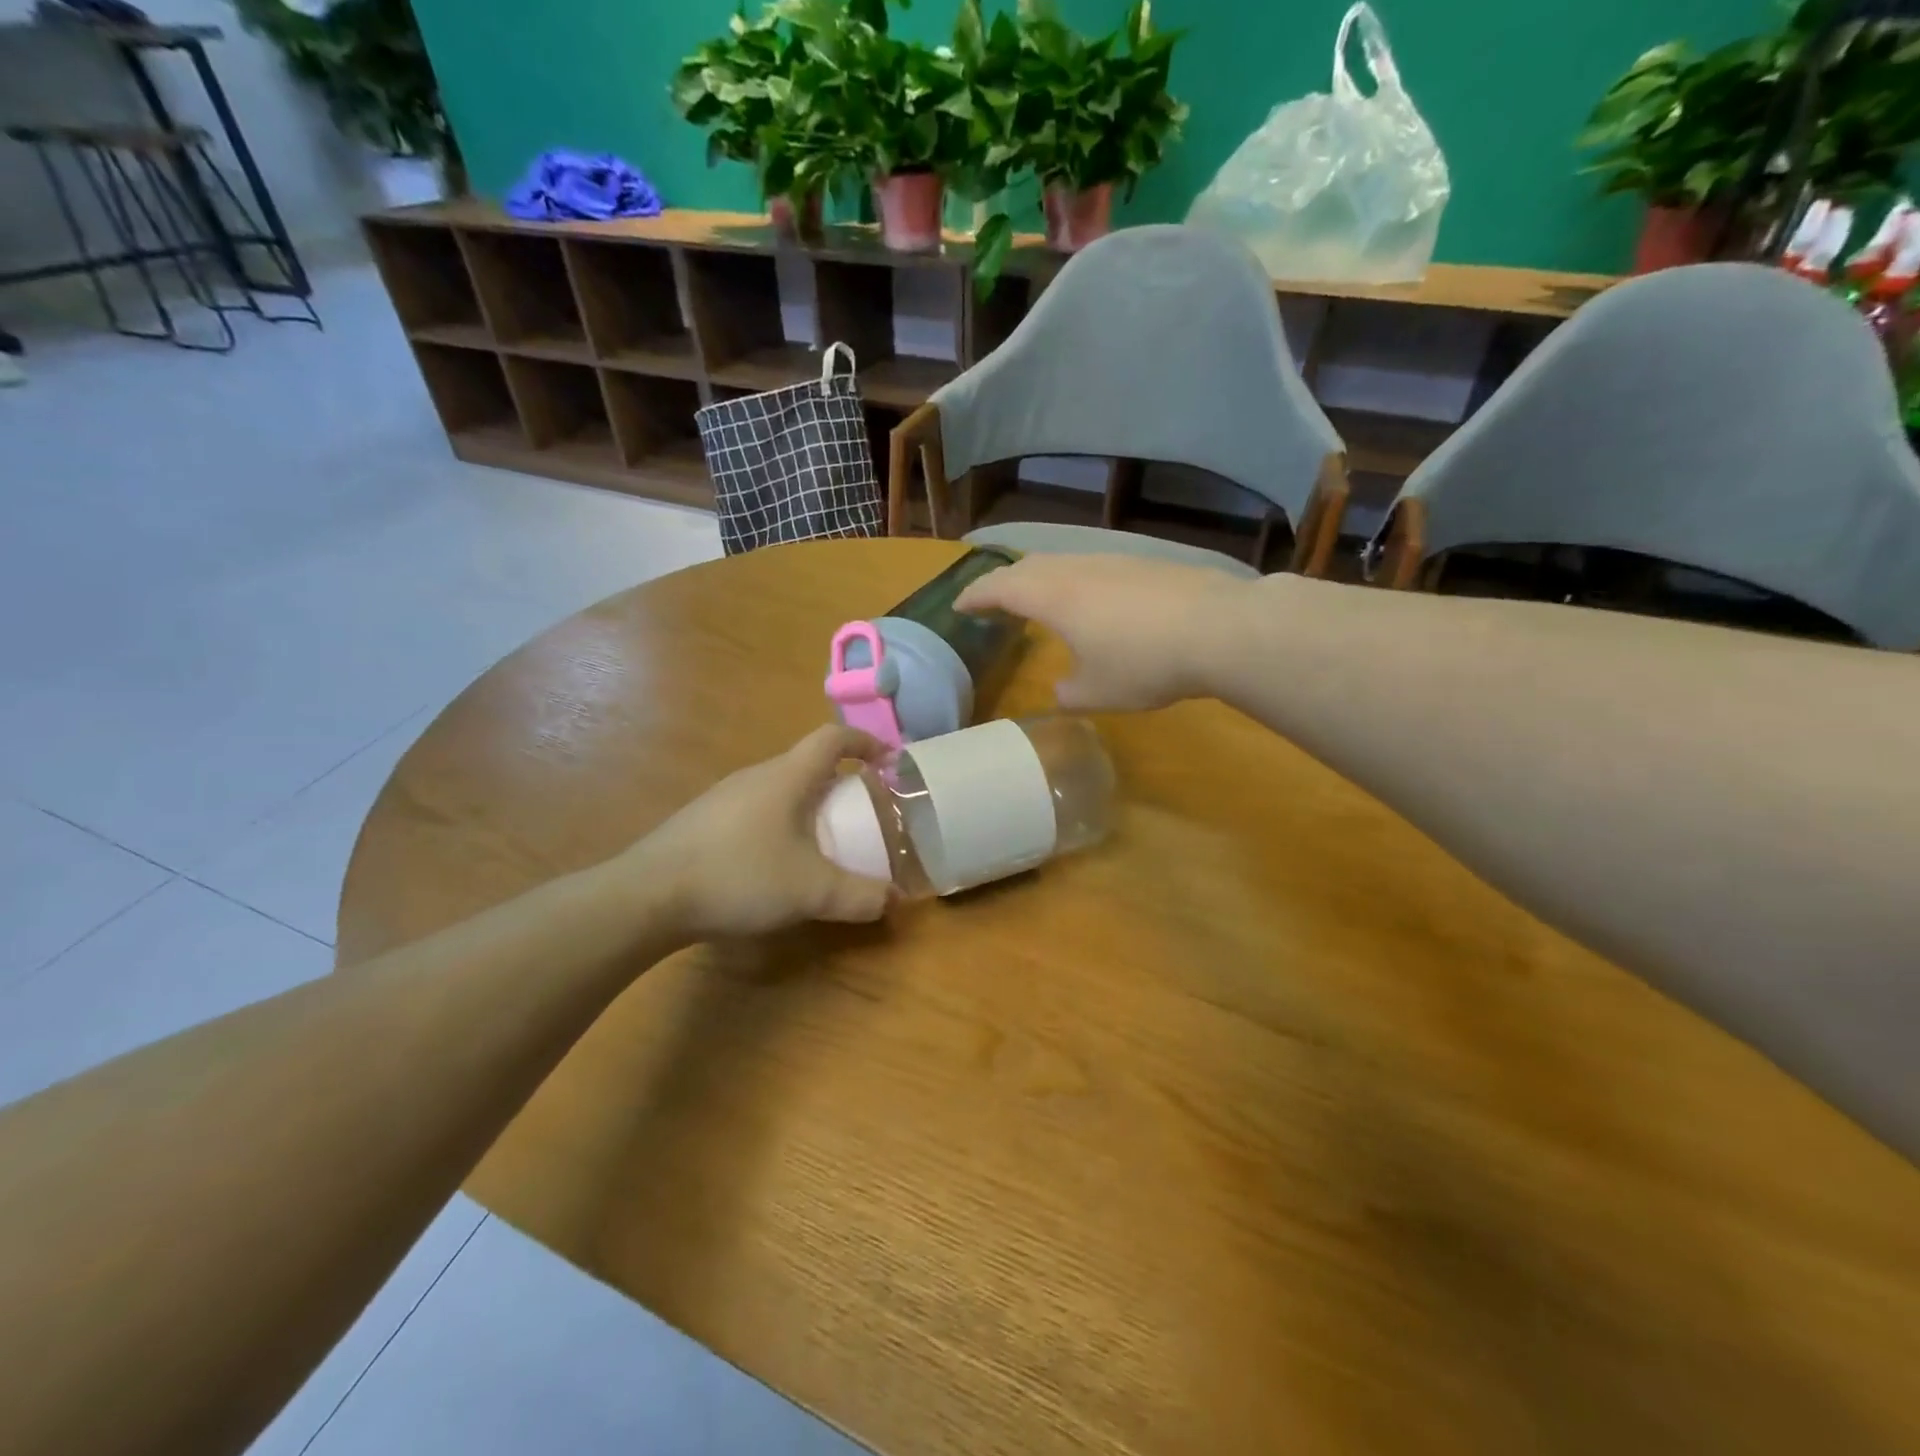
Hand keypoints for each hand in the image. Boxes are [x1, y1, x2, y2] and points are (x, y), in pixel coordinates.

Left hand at [633, 725, 895, 939]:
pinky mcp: (703, 821)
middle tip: (861, 811)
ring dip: (808, 803)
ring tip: (823, 839)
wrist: (648, 896)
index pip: (833, 739)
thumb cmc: (740, 876)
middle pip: (806, 763)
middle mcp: (756, 776)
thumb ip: (859, 896)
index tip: (888, 760)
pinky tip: (775, 862)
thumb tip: (892, 900)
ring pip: (779, 788)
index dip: (865, 742)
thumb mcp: (811, 892)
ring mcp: (724, 797)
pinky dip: (780, 822)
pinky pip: (755, 809)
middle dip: (840, 781)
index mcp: (787, 777)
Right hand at [956, 554, 1255, 711]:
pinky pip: (1094, 567)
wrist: (1220, 629)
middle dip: (1004, 583)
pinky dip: (1076, 581)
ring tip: (1040, 601)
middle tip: (993, 602)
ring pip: (1063, 562)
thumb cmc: (1143, 663)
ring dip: (1042, 580)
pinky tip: (1094, 602)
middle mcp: (1076, 569)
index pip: (998, 588)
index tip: (959, 606)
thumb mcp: (1097, 692)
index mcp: (1052, 596)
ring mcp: (1113, 561)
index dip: (975, 596)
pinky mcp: (1145, 564)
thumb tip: (1062, 688)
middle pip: (1027, 567)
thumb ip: (1068, 692)